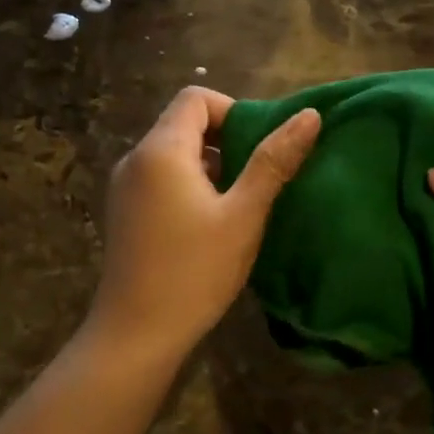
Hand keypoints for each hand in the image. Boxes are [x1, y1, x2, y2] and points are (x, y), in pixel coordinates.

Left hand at [89, 87, 319, 363]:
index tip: (259, 148)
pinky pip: (161, 179)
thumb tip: (310, 115)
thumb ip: (274, 162)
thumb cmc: (194, 272)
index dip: (234, 111)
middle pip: (184, 124)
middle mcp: (135, 159)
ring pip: (174, 154)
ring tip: (239, 206)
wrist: (136, 335)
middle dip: (226, 141)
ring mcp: (125, 188)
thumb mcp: (244, 215)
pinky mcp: (124, 213)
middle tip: (257, 180)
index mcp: (161, 150)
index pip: (196, 98)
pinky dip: (190, 186)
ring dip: (211, 167)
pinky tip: (210, 226)